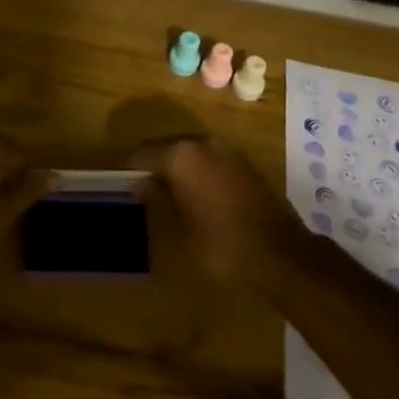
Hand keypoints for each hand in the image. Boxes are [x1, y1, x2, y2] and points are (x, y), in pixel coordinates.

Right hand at [128, 136, 308, 290]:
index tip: (116, 184)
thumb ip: (157, 201)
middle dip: (152, 165)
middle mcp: (203, 143)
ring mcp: (227, 151)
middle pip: (166, 147)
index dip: (127, 168)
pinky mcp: (245, 164)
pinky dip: (197, 172)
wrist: (282, 255)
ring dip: (176, 168)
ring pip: (190, 153)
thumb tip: (142, 183)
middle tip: (138, 189)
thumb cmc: (221, 246)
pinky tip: (194, 196)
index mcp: (181, 155)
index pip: (142, 153)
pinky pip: (210, 160)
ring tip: (165, 194)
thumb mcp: (178, 231)